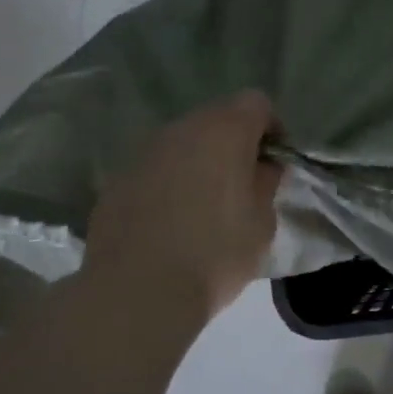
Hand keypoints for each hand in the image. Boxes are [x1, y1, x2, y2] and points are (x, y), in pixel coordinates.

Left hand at [82, 91, 282, 321]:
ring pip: (183, 144)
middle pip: (216, 118)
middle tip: (244, 184)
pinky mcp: (117, 180)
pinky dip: (169, 183)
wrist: (139, 290)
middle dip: (234, 143)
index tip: (275, 162)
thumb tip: (261, 166)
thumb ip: (266, 183)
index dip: (271, 128)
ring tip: (206, 205)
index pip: (256, 103)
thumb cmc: (216, 253)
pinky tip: (172, 221)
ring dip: (199, 162)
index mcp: (224, 131)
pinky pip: (155, 170)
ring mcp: (144, 153)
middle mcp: (181, 130)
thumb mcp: (262, 222)